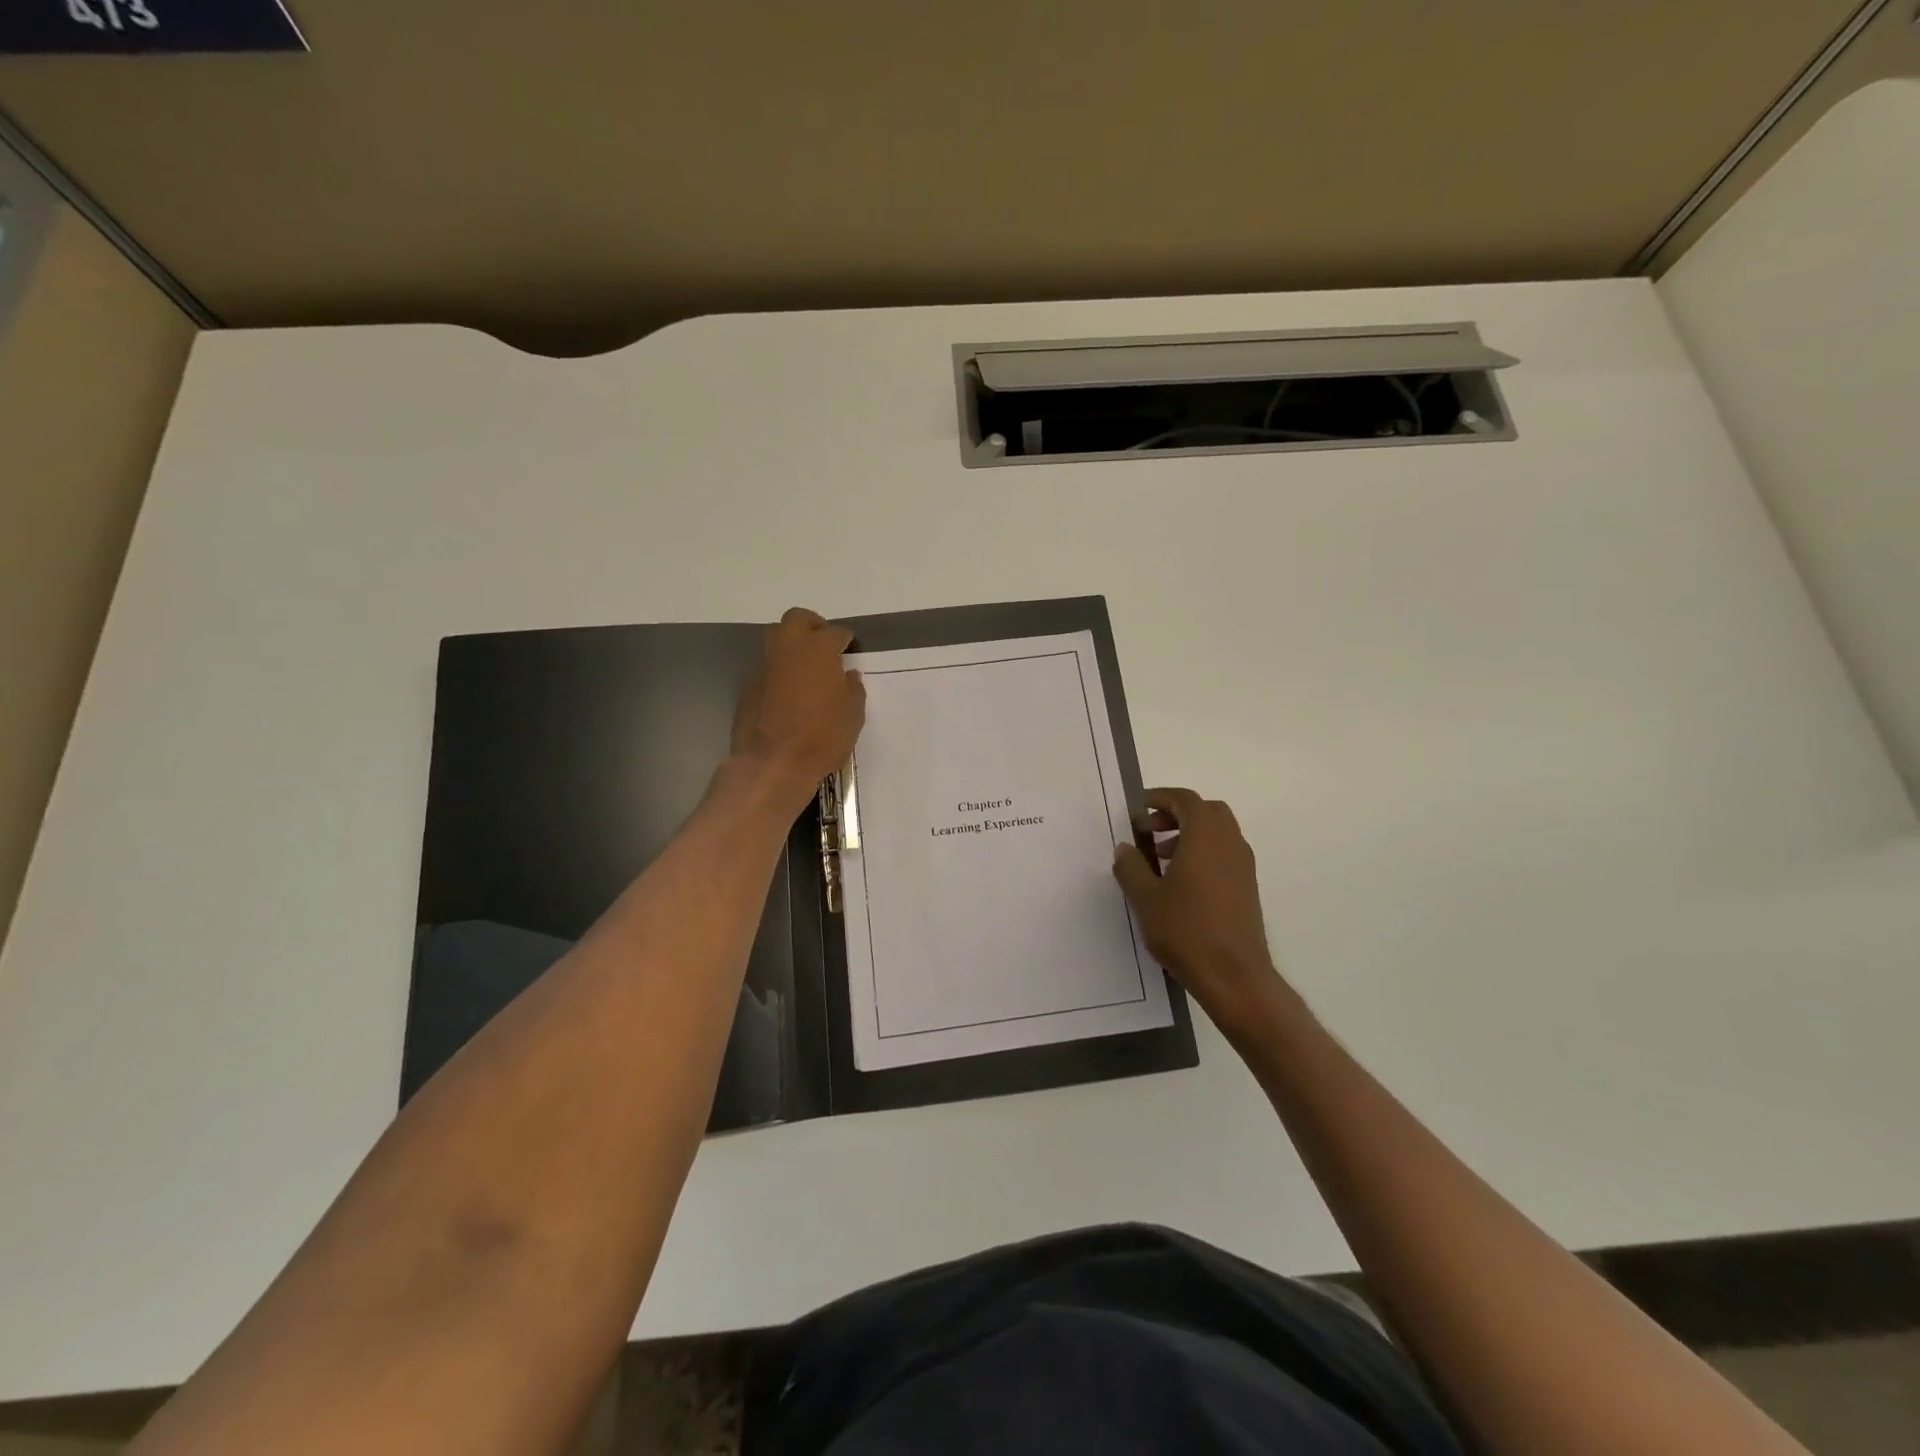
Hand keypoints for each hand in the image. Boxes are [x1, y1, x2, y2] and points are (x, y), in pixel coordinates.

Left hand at [729, 608, 865, 813]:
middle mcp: (789, 648)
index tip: (849, 647)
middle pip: (797, 619)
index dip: (844, 639)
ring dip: (790, 643)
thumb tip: (848, 676)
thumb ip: (852, 690)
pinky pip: (766, 666)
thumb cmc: (823, 736)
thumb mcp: (853, 715)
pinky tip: (786, 690)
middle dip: (812, 626)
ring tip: (803, 664)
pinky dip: (777, 670)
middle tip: (823, 643)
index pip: (835, 632)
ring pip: (775, 637)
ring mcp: (764, 665)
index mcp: (819, 649)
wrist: (774, 762)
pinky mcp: (748, 685)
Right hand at [1113, 788, 1289, 1034]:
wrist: (1234, 976)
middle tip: (1149, 830)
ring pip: (1217, 833)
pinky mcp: (1247, 886)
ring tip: (1159, 857)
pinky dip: (1202, 852)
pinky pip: (1224, 853)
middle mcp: (1229, 842)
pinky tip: (1179, 881)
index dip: (1160, 798)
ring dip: (1189, 834)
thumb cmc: (1186, 930)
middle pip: (1206, 811)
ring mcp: (1243, 865)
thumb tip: (1126, 848)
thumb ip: (1131, 867)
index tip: (1138, 808)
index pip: (1185, 800)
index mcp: (1205, 836)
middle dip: (1176, 814)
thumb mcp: (1145, 898)